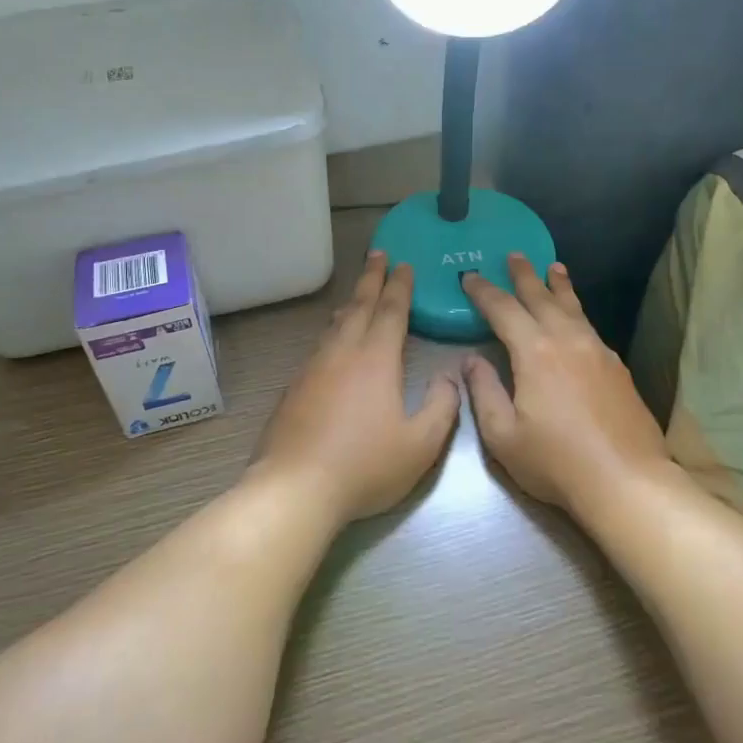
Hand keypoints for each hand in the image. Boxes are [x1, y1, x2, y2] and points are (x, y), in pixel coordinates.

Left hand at [248, 251, 460, 521]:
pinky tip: (333, 344)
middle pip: (358, 306)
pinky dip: (332, 332)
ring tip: (358, 294)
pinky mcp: (293, 388)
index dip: (400, 286)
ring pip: (335, 325)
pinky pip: (319, 346)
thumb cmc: (365, 466)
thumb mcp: (421, 444)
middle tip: (378, 255)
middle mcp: (342, 353)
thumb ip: (442, 406)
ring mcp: (313, 368)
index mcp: (375, 359)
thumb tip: (448, 376)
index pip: (390, 311)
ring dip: (350, 304)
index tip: (404, 264)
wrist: (295, 488)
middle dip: (371, 279)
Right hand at [462, 255, 673, 514]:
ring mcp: (598, 351)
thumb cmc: (556, 461)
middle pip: (541, 297)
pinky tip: (576, 318)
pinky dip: (577, 311)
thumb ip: (483, 392)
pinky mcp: (617, 367)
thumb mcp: (503, 435)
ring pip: (573, 307)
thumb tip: (470, 360)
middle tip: (514, 254)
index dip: (483, 291)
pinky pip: (590, 326)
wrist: (626, 481)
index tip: (469, 276)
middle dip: (524, 275)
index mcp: (535, 351)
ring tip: (553, 267)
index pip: (503, 309)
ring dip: (558, 286)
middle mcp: (567, 339)